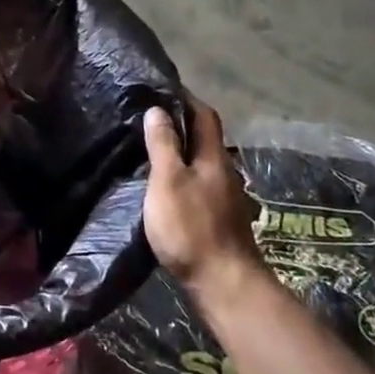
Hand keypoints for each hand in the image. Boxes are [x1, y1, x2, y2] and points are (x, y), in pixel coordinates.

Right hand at [142, 97, 266, 304]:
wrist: (224, 284)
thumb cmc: (191, 227)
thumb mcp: (168, 181)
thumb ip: (163, 145)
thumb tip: (158, 110)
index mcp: (213, 157)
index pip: (204, 115)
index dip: (186, 99)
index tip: (162, 90)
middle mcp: (224, 172)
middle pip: (204, 139)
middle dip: (181, 125)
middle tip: (149, 119)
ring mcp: (225, 198)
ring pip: (201, 164)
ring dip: (181, 153)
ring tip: (151, 151)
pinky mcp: (219, 220)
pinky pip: (199, 185)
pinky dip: (182, 177)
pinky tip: (165, 188)